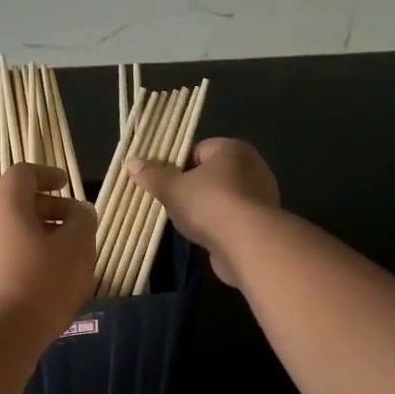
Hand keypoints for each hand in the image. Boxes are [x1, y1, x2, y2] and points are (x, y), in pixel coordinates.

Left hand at [0, 164, 97, 347]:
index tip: (67, 186)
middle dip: (49, 211)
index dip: (47, 175)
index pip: (23, 173)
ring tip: (65, 259)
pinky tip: (45, 284)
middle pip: (16, 204)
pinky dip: (24, 259)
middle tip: (75, 228)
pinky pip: (2, 258)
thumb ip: (83, 222)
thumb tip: (79, 212)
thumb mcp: (76, 249)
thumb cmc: (39, 284)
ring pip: (10, 234)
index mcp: (5, 206)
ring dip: (38, 238)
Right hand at [127, 138, 280, 288]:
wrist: (248, 244)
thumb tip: (131, 162)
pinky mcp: (263, 222)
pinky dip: (219, 225)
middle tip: (170, 202)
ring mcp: (261, 195)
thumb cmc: (209, 204)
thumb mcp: (172, 188)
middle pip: (211, 174)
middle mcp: (252, 166)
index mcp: (232, 149)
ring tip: (185, 222)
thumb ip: (152, 175)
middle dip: (191, 187)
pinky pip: (233, 217)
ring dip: (205, 208)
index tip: (163, 182)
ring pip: (223, 197)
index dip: (177, 165)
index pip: (198, 150)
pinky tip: (205, 236)